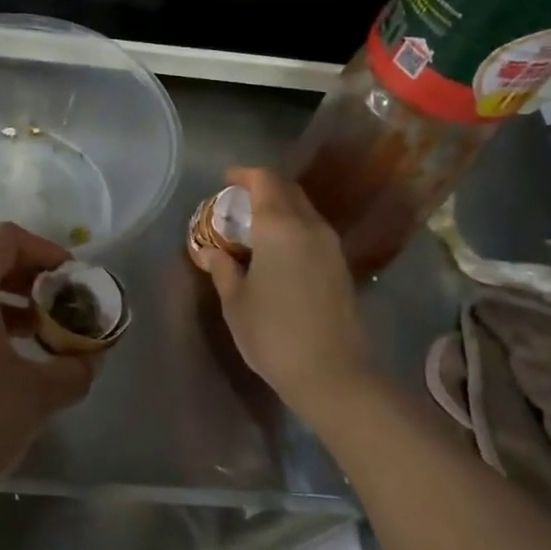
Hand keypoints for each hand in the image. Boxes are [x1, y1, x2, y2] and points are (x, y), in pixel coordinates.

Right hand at [191, 167, 371, 422]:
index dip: (244, 175)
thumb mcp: (235, 301)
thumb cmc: (273, 334)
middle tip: (237, 202)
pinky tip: (277, 250)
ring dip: (279, 208)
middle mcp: (310, 227)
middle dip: (262, 188)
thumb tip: (210, 251)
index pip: (265, 181)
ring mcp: (330, 246)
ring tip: (254, 226)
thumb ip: (222, 268)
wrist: (333, 374)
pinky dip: (293, 227)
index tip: (226, 180)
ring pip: (304, 210)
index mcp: (280, 227)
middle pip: (288, 190)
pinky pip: (313, 230)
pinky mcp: (341, 266)